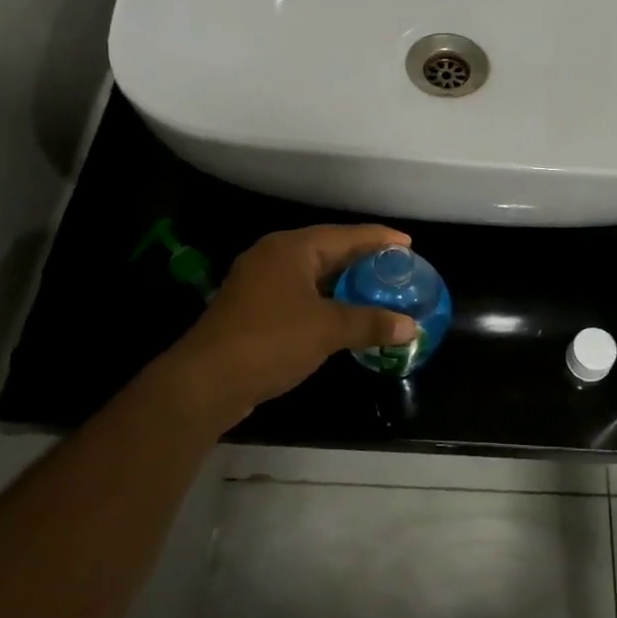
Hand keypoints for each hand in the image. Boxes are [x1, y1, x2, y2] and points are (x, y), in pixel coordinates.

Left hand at [163, 225, 419, 430]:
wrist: (205, 382)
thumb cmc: (270, 341)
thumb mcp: (327, 330)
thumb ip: (371, 323)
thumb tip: (411, 326)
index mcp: (291, 248)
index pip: (345, 235)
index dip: (379, 239)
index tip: (408, 244)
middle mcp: (273, 257)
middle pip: (328, 250)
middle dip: (362, 260)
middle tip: (396, 269)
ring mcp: (259, 283)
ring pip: (312, 275)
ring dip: (343, 283)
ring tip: (376, 291)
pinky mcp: (253, 309)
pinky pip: (299, 295)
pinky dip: (325, 301)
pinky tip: (343, 316)